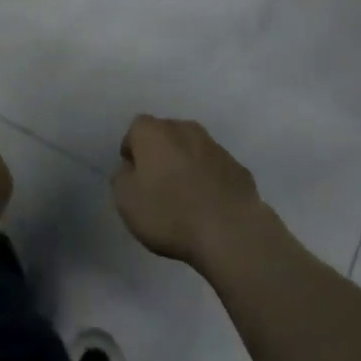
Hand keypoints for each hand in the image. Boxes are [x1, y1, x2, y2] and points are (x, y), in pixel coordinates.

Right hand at [113, 116, 266, 269]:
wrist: (230, 231)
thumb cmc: (169, 212)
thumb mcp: (126, 201)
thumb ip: (122, 178)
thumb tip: (130, 169)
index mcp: (153, 132)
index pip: (135, 129)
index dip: (132, 151)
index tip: (133, 177)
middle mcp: (184, 129)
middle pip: (166, 135)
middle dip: (160, 154)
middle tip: (157, 185)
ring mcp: (215, 146)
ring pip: (193, 150)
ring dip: (186, 165)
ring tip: (185, 198)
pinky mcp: (238, 167)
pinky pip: (215, 169)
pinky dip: (209, 180)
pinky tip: (209, 206)